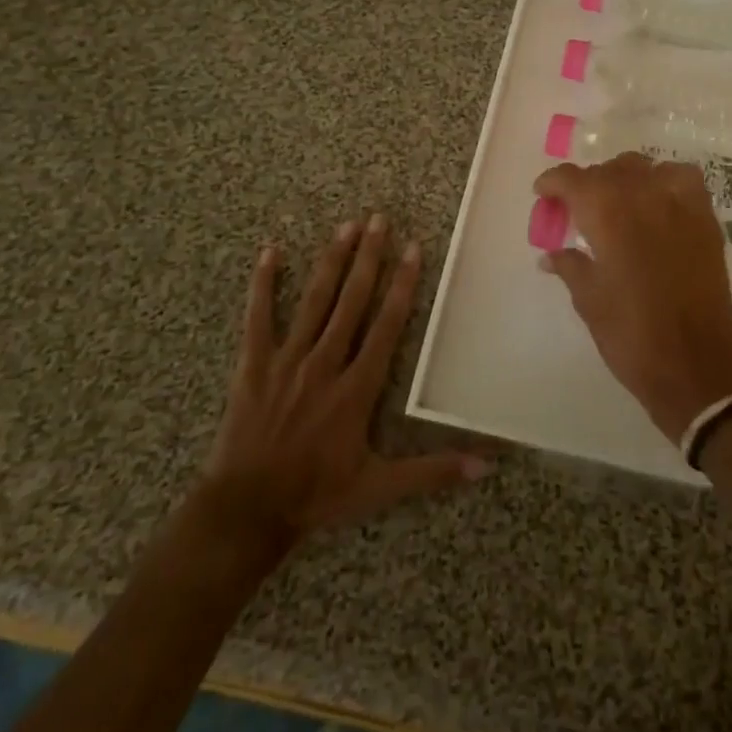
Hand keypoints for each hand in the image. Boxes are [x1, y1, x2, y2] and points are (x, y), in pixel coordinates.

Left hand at [201, 215, 488, 544]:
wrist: (246, 512)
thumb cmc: (316, 495)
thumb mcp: (379, 487)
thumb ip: (432, 472)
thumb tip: (485, 466)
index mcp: (357, 387)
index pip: (387, 325)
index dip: (402, 285)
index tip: (413, 249)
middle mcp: (325, 363)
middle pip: (352, 300)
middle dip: (369, 258)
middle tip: (380, 219)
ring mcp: (287, 360)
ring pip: (315, 301)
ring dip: (332, 261)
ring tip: (346, 226)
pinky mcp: (253, 365)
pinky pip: (258, 318)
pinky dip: (263, 284)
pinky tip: (269, 252)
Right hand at [534, 155, 731, 442]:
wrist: (695, 362)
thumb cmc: (631, 334)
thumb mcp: (588, 300)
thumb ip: (569, 266)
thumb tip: (550, 254)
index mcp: (607, 213)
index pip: (572, 178)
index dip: (553, 182)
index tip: (543, 194)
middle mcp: (643, 195)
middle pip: (608, 170)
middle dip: (587, 184)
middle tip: (577, 209)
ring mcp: (679, 203)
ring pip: (644, 168)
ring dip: (625, 179)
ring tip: (618, 204)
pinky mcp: (705, 218)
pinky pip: (682, 178)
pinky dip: (664, 181)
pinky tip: (658, 203)